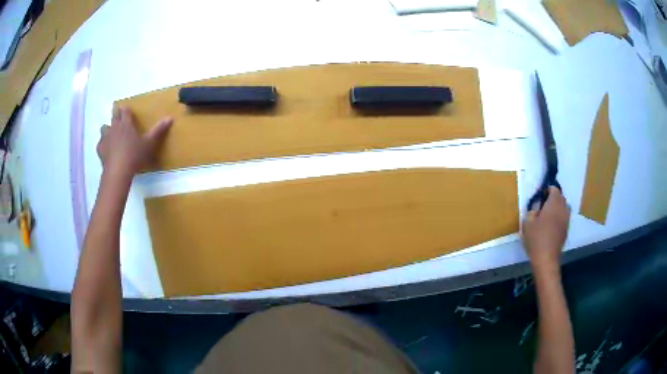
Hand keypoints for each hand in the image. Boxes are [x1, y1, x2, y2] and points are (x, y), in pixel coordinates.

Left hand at [97, 106, 172, 175]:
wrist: (118, 171)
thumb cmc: (134, 155)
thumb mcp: (149, 143)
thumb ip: (158, 130)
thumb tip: (170, 117)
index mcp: (126, 124)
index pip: (125, 111)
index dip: (127, 110)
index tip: (128, 111)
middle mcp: (114, 127)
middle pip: (114, 116)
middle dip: (116, 115)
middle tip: (119, 117)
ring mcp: (106, 138)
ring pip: (104, 128)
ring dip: (107, 129)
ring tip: (111, 134)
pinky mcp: (100, 149)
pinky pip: (100, 143)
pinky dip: (103, 144)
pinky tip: (106, 149)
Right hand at [522, 187, 570, 269]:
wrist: (546, 259)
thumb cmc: (536, 239)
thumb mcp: (527, 223)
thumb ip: (532, 211)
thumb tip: (536, 209)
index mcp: (553, 204)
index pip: (554, 189)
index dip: (548, 190)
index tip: (541, 196)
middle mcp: (562, 209)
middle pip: (561, 197)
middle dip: (554, 198)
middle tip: (544, 205)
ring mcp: (566, 220)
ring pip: (565, 207)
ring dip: (558, 207)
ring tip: (549, 215)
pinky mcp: (566, 230)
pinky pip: (564, 217)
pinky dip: (560, 217)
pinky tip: (552, 226)